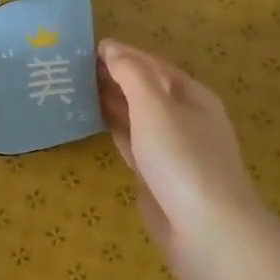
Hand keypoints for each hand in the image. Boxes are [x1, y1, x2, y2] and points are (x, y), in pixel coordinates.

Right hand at [97, 39, 279, 279]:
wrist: (206, 231)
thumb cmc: (182, 158)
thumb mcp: (155, 105)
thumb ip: (131, 73)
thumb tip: (111, 48)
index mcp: (193, 96)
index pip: (153, 65)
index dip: (122, 54)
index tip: (86, 48)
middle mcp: (186, 119)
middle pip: (146, 90)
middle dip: (114, 78)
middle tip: (72, 69)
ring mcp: (173, 150)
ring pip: (137, 117)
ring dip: (111, 103)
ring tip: (75, 91)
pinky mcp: (158, 177)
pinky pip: (132, 143)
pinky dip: (113, 129)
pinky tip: (94, 123)